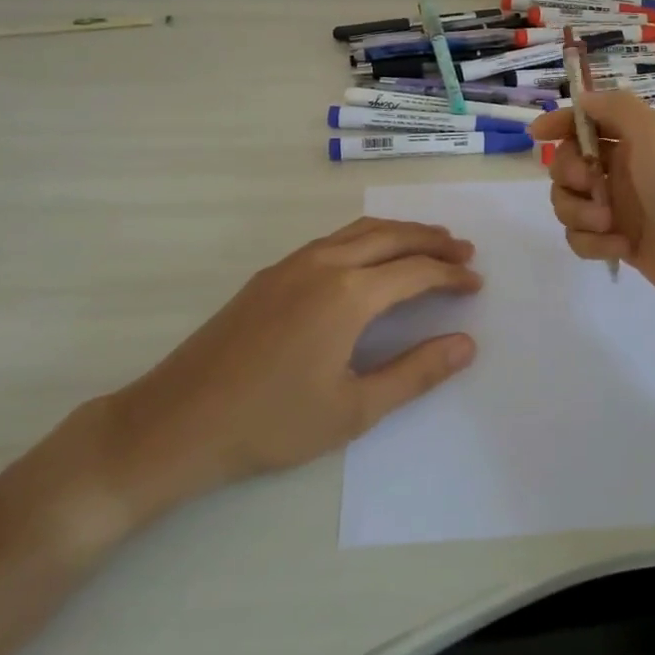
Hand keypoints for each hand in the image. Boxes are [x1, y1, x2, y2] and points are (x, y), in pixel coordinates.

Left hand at [87, 219, 481, 533]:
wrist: (177, 422)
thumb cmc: (271, 423)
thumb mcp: (353, 409)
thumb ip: (415, 373)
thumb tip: (466, 344)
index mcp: (349, 294)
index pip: (416, 271)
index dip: (451, 275)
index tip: (477, 283)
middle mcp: (324, 263)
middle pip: (392, 236)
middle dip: (433, 240)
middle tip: (464, 250)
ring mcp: (293, 263)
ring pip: (360, 230)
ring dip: (400, 232)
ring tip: (429, 243)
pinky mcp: (271, 273)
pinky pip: (334, 239)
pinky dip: (367, 238)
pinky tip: (371, 258)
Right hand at [529, 92, 654, 332]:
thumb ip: (615, 107)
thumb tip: (582, 100)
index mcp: (638, 137)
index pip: (589, 120)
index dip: (561, 123)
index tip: (537, 135)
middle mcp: (626, 168)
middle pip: (568, 162)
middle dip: (569, 173)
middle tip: (591, 184)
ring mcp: (621, 207)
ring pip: (568, 201)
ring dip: (579, 210)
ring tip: (608, 223)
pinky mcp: (618, 243)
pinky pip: (581, 236)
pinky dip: (592, 241)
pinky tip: (620, 248)